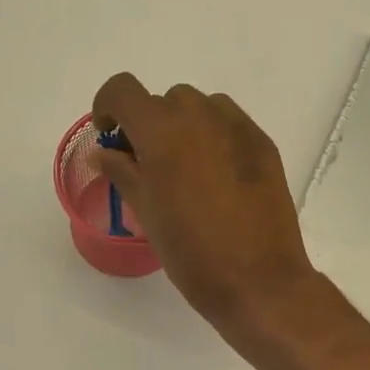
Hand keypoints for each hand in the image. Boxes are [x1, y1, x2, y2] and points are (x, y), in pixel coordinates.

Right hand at [92, 75, 314, 334]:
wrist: (258, 280)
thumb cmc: (191, 252)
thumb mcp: (146, 213)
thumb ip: (123, 173)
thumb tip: (105, 153)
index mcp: (161, 131)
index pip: (123, 90)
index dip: (108, 105)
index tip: (111, 136)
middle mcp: (199, 115)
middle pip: (165, 100)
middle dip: (151, 125)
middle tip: (151, 166)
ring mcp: (238, 127)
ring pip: (201, 107)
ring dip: (186, 127)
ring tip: (189, 170)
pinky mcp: (264, 145)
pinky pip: (231, 124)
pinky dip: (216, 138)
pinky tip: (220, 178)